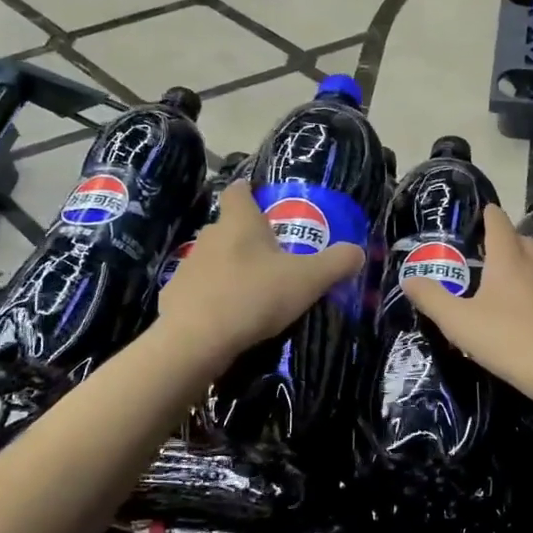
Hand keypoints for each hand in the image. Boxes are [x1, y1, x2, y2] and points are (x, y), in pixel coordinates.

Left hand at [158, 179, 363, 367]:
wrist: (194, 341)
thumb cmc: (254, 296)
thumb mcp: (308, 280)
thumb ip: (337, 263)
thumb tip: (357, 252)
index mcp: (239, 222)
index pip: (238, 191)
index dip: (249, 190)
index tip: (260, 197)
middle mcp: (209, 237)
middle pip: (228, 227)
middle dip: (248, 237)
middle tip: (273, 255)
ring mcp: (188, 267)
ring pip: (214, 259)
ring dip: (231, 268)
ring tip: (254, 290)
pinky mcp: (175, 296)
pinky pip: (200, 290)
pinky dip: (214, 297)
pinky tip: (229, 317)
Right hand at [401, 203, 532, 409]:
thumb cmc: (508, 340)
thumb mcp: (459, 322)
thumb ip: (432, 299)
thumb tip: (408, 279)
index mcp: (507, 260)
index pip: (499, 223)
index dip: (489, 214)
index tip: (481, 211)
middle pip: (521, 240)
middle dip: (504, 238)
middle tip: (483, 249)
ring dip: (518, 263)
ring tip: (497, 280)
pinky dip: (529, 289)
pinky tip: (518, 311)